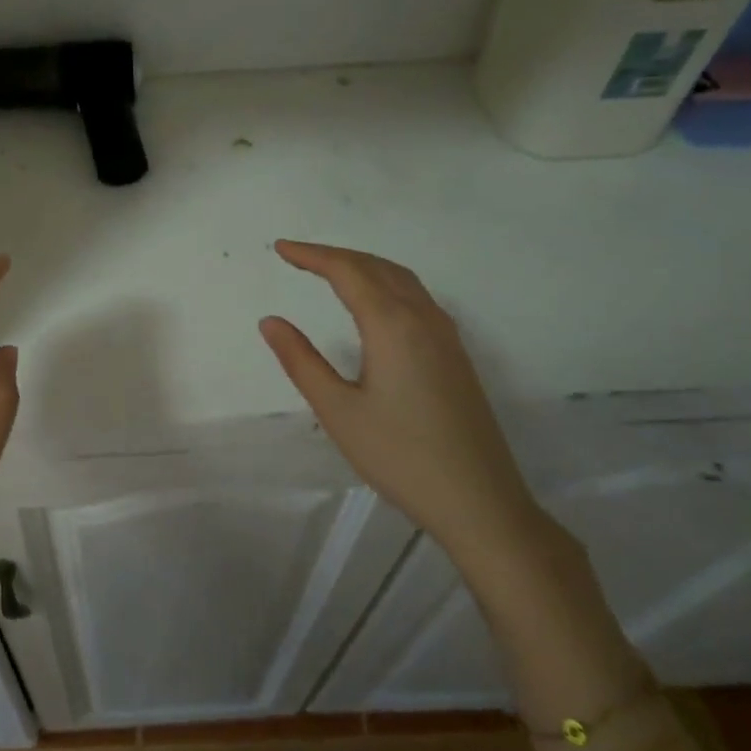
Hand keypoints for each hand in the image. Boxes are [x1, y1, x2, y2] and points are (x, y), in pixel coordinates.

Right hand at [259, 240, 542, 550]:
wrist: (480, 502)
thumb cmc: (400, 456)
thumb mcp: (338, 410)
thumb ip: (301, 361)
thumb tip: (270, 321)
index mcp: (392, 325)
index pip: (347, 271)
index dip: (312, 255)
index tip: (281, 249)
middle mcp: (423, 318)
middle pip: (376, 267)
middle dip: (335, 255)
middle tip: (298, 256)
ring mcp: (445, 335)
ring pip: (401, 279)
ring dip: (363, 265)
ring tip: (330, 270)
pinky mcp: (456, 354)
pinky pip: (417, 297)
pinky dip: (386, 283)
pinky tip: (376, 303)